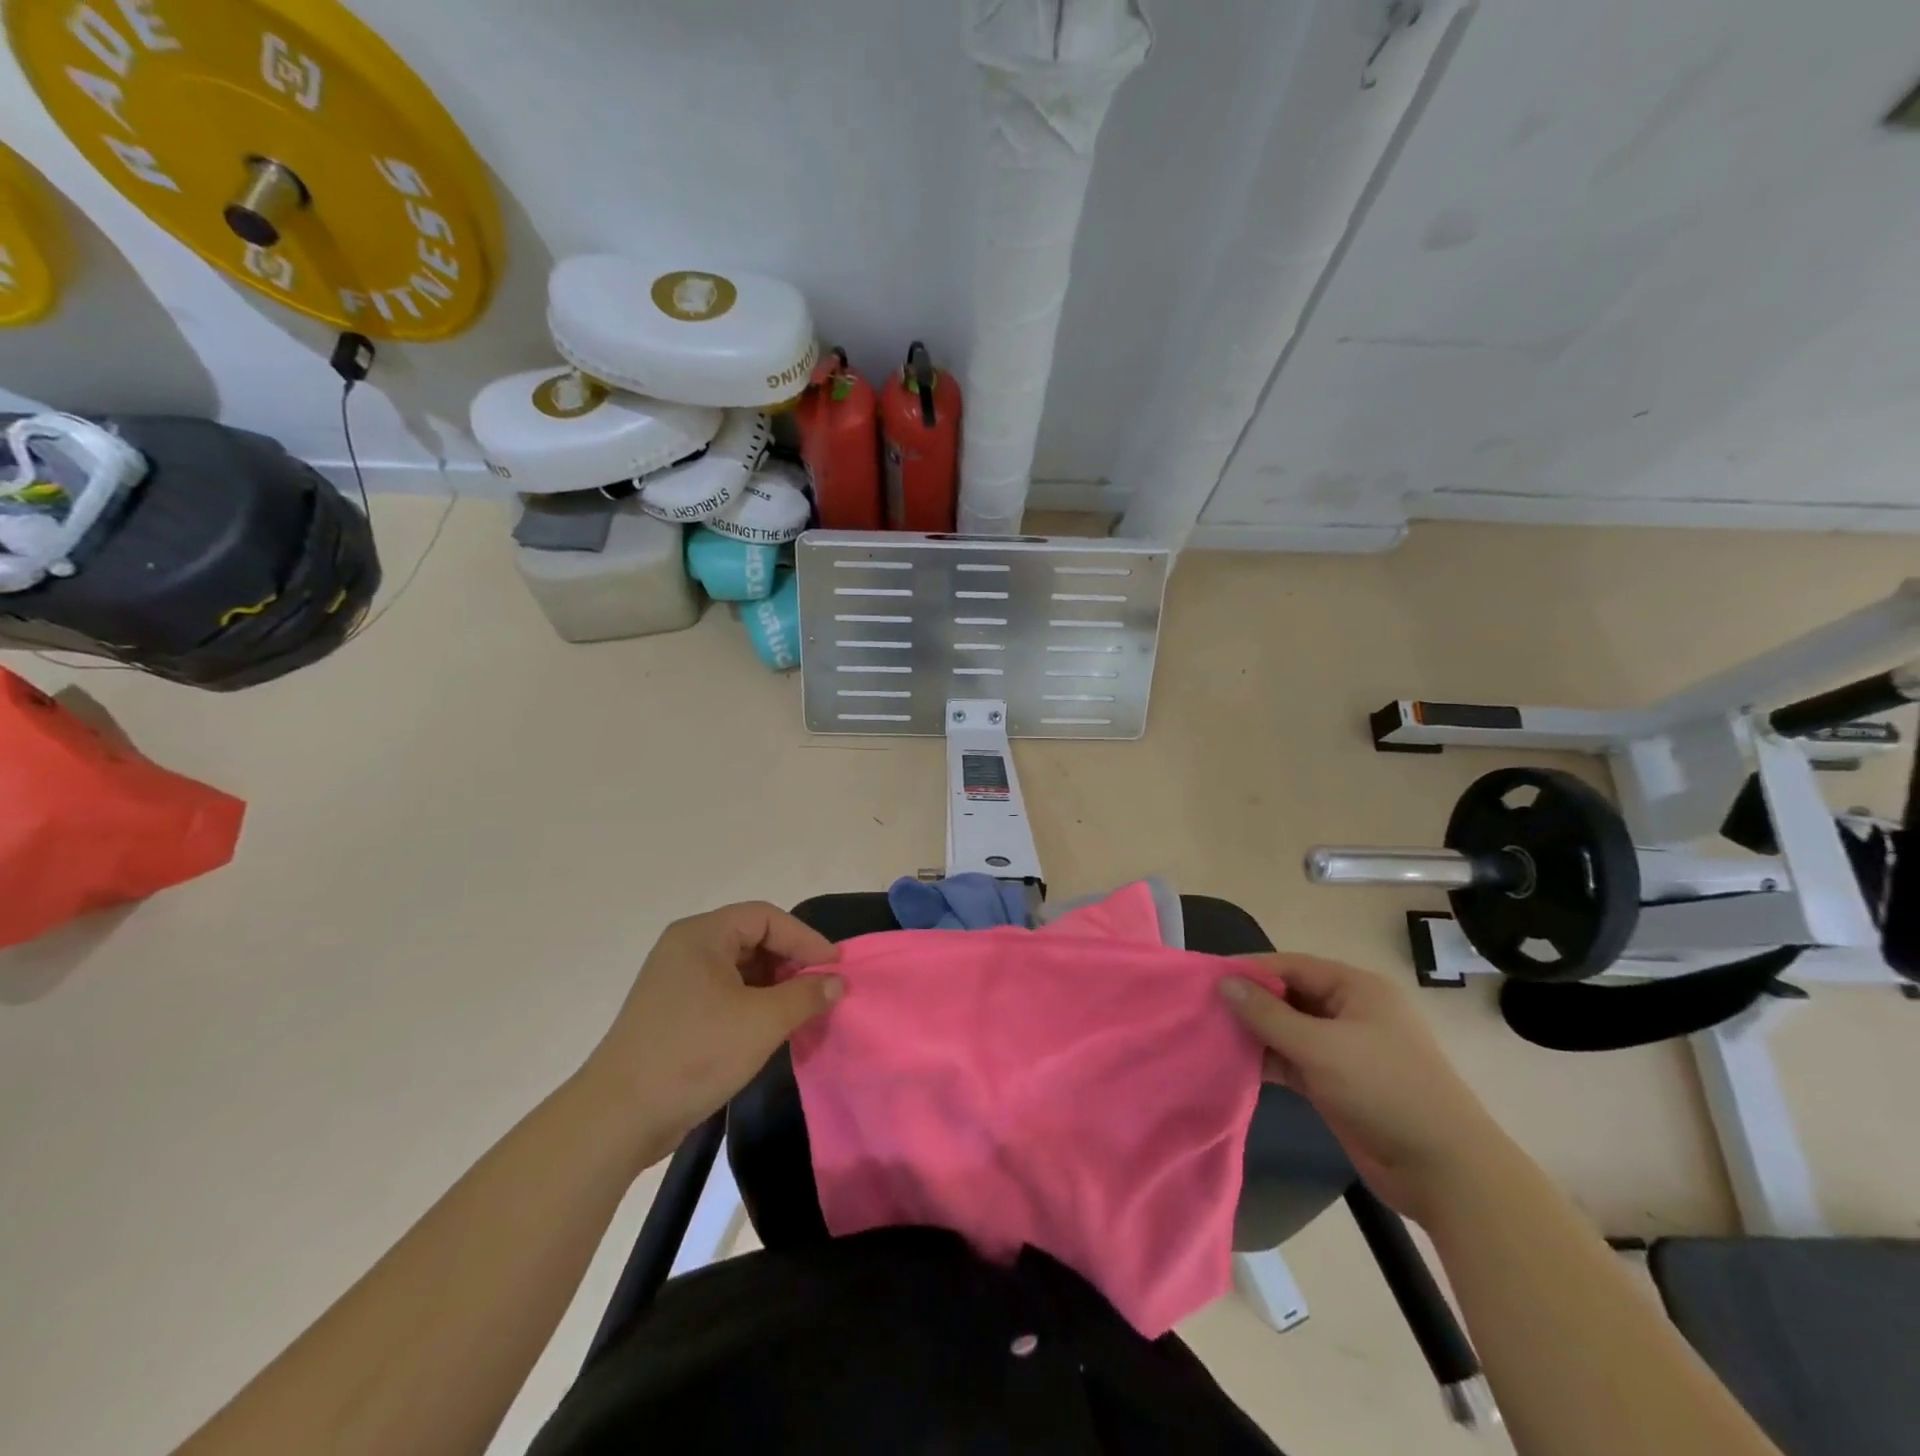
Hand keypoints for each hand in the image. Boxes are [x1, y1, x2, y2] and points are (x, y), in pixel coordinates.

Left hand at [583, 902, 843, 1151]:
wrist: (619, 1118)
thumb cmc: (694, 1054)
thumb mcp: (761, 1022)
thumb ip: (806, 996)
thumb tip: (836, 982)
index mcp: (702, 935)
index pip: (766, 918)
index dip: (805, 939)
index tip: (835, 968)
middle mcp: (687, 948)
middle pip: (753, 938)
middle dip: (791, 961)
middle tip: (822, 988)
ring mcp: (677, 981)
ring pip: (740, 968)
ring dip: (775, 985)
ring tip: (803, 1009)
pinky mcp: (674, 1013)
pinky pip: (725, 993)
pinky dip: (754, 1003)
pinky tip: (772, 1027)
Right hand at [1221, 954, 1504, 1224]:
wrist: (1445, 1171)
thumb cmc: (1385, 1090)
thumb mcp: (1321, 1047)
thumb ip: (1268, 1014)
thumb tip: (1224, 983)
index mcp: (1356, 989)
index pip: (1292, 966)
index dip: (1250, 969)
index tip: (1208, 978)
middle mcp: (1350, 1012)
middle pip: (1289, 996)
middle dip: (1250, 1002)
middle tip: (1204, 1008)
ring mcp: (1345, 1049)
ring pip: (1289, 1030)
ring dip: (1256, 1033)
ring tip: (1211, 1034)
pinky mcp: (1337, 1083)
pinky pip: (1294, 1060)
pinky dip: (1268, 1060)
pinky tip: (1235, 1063)